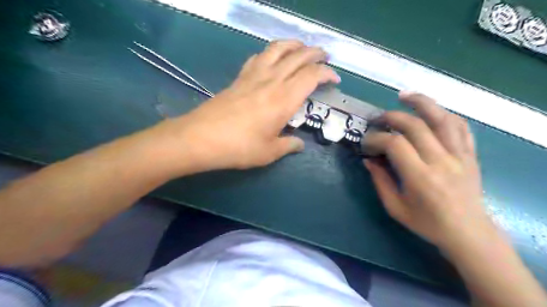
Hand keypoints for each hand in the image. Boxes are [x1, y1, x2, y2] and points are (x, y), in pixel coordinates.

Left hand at [159, 39, 338, 172]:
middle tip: (325, 56)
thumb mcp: (269, 152)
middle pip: (298, 56)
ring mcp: (253, 76)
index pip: (312, 76)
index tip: (334, 79)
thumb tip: (299, 144)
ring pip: (278, 49)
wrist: (201, 138)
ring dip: (294, 45)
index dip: (327, 73)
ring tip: (302, 48)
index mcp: (284, 99)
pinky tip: (272, 57)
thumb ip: (288, 145)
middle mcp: (272, 81)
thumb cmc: (239, 147)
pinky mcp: (239, 77)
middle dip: (315, 53)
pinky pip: (258, 56)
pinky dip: (271, 52)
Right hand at [362, 93, 491, 250]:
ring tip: (403, 96)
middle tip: (377, 119)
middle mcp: (441, 161)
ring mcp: (460, 155)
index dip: (376, 138)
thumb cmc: (427, 223)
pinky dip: (444, 114)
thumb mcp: (394, 207)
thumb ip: (379, 180)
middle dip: (391, 117)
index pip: (395, 144)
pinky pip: (460, 126)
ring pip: (442, 118)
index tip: (366, 142)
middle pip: (415, 125)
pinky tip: (431, 111)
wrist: (468, 233)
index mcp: (420, 177)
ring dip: (421, 103)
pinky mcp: (470, 154)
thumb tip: (368, 159)